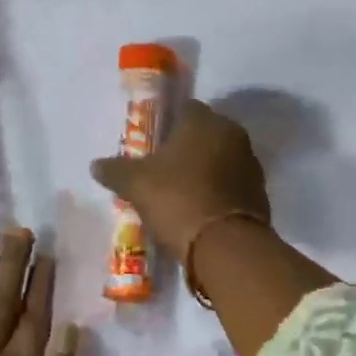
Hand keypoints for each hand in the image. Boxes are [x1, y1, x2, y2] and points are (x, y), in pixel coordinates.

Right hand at [90, 100, 269, 261]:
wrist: (226, 245)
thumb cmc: (178, 200)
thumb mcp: (136, 185)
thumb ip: (116, 170)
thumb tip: (96, 165)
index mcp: (205, 121)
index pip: (186, 109)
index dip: (168, 125)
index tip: (154, 147)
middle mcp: (233, 135)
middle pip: (206, 135)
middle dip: (188, 149)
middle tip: (164, 171)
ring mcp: (251, 164)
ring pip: (222, 160)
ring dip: (206, 171)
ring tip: (182, 194)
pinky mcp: (260, 193)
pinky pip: (233, 185)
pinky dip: (219, 192)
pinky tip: (202, 210)